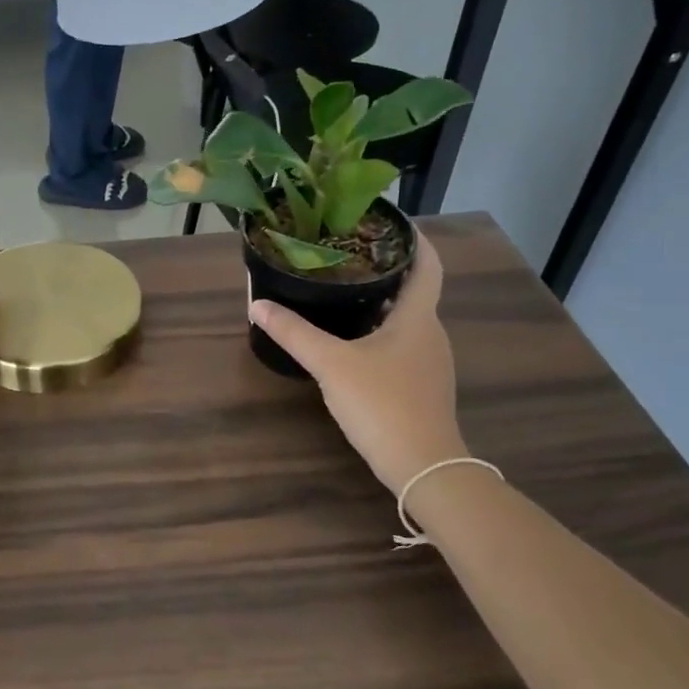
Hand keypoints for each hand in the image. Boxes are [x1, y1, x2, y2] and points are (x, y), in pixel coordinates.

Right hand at [249, 235, 467, 496]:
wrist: (423, 466)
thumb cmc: (382, 403)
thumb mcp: (331, 365)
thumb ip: (294, 334)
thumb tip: (258, 305)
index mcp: (417, 317)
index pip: (428, 265)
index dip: (414, 240)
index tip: (391, 223)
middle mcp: (431, 333)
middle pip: (414, 291)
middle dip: (385, 271)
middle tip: (348, 256)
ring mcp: (430, 362)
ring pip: (407, 321)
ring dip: (381, 304)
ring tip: (345, 293)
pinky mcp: (423, 386)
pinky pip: (403, 345)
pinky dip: (381, 333)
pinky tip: (353, 342)